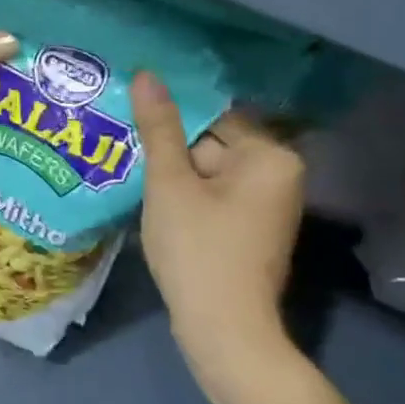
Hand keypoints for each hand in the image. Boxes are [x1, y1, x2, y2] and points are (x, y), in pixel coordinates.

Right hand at [132, 72, 304, 387]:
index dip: (170, 119)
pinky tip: (154, 203)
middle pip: (212, 143)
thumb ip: (159, 127)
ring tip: (131, 171)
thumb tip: (147, 75)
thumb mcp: (170, 183)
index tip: (132, 119)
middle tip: (124, 147)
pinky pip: (214, 196)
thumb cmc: (197, 249)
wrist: (223, 328)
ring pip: (209, 172)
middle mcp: (279, 174)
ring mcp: (267, 204)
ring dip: (173, 174)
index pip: (214, 116)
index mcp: (270, 156)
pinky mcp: (251, 228)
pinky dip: (186, 196)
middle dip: (171, 149)